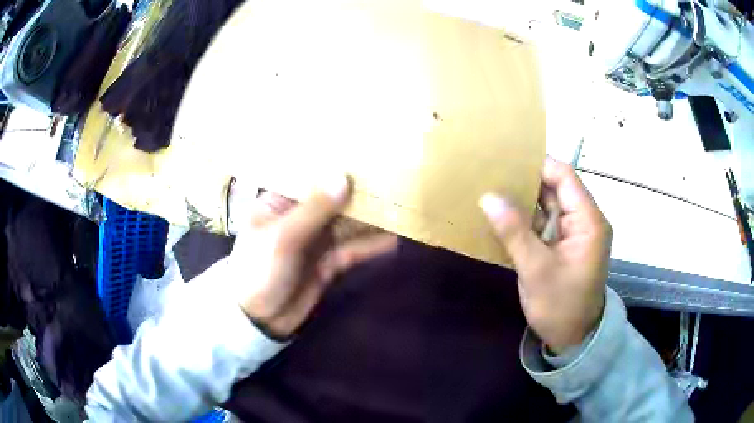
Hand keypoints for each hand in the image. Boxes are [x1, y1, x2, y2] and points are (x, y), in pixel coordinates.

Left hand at [231, 177, 396, 338]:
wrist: (259, 320)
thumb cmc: (259, 271)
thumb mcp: (281, 238)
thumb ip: (313, 209)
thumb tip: (344, 177)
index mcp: (280, 202)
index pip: (310, 177)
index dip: (335, 166)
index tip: (365, 154)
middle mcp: (300, 217)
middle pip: (335, 201)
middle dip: (361, 193)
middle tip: (394, 180)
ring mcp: (316, 240)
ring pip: (348, 225)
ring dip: (372, 219)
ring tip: (403, 206)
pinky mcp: (329, 262)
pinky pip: (353, 249)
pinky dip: (372, 245)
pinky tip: (395, 238)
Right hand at [480, 158, 611, 353]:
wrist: (573, 338)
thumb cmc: (560, 307)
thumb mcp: (536, 271)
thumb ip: (514, 232)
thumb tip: (488, 197)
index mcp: (588, 221)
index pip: (564, 176)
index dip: (536, 165)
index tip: (504, 161)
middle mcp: (586, 220)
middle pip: (557, 187)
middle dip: (526, 181)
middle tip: (492, 175)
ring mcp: (576, 232)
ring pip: (550, 204)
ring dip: (525, 200)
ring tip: (493, 191)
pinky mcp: (567, 244)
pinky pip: (546, 223)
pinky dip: (527, 219)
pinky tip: (504, 216)